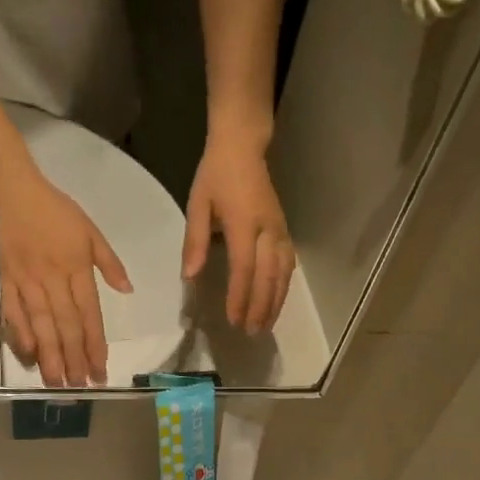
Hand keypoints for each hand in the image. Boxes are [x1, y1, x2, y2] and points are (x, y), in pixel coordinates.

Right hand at [0, 152, 131, 385]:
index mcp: (76, 269)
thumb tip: (127, 291)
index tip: (101, 370)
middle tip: (80, 387)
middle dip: (75, 359)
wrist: (6, 185)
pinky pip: (12, 313)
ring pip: (41, 325)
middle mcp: (52, 280)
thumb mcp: (89, 230)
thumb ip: (109, 263)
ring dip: (50, 356)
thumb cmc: (52, 208)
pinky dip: (19, 335)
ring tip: (58, 382)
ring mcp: (26, 282)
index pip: (90, 315)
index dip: (96, 345)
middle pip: (66, 327)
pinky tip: (28, 356)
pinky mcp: (3, 280)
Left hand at [185, 132, 293, 334]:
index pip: (244, 268)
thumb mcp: (197, 204)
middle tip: (251, 332)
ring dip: (275, 302)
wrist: (243, 147)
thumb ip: (195, 241)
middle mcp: (268, 230)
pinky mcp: (285, 231)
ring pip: (283, 274)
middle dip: (260, 307)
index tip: (233, 320)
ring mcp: (280, 231)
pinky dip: (284, 286)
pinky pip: (288, 265)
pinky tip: (278, 301)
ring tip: (265, 325)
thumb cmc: (216, 175)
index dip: (239, 296)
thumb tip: (190, 276)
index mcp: (244, 223)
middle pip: (267, 277)